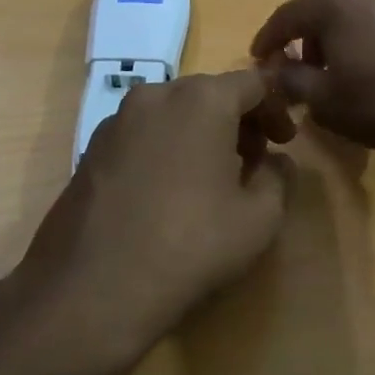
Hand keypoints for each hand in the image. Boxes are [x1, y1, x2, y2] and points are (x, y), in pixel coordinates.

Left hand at [11, 71, 294, 374]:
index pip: (253, 83)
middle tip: (255, 161)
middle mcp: (156, 96)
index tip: (285, 142)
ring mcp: (116, 121)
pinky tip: (169, 194)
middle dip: (239, 121)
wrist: (89, 291)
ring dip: (201, 134)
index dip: (276, 109)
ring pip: (174, 113)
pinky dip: (166, 149)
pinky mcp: (90, 151)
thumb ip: (279, 178)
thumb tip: (276, 162)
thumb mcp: (259, 219)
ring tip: (213, 179)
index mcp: (201, 100)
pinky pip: (143, 135)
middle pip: (211, 93)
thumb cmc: (189, 246)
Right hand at [250, 0, 374, 166]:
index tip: (262, 58)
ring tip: (357, 53)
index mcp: (333, 1)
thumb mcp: (326, 103)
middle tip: (316, 57)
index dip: (269, 39)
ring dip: (349, 17)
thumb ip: (291, 79)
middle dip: (312, 22)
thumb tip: (278, 68)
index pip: (286, 16)